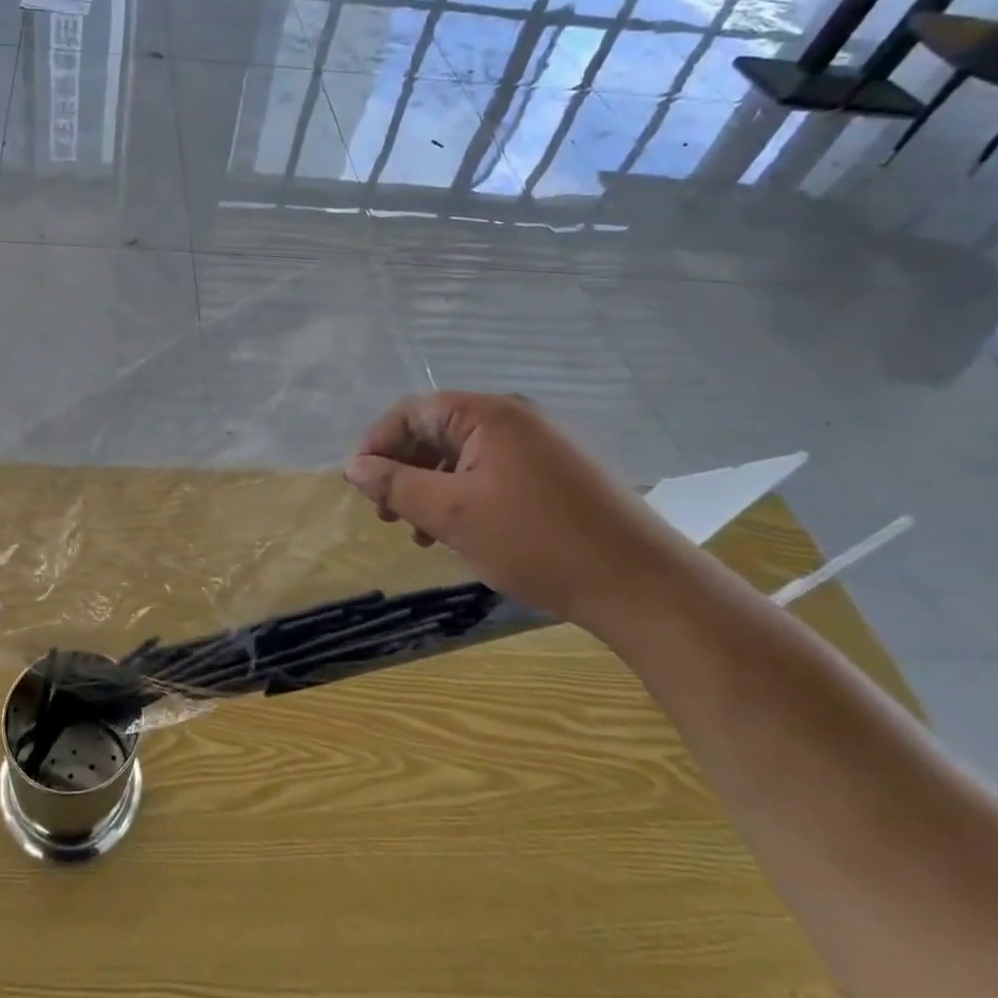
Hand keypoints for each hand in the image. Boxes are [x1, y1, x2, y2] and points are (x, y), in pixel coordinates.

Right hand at [344, 392, 696, 627]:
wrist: (642, 585)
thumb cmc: (536, 541)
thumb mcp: (451, 514)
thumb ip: (395, 486)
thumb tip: (354, 466)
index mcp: (488, 414)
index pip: (412, 411)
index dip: (378, 444)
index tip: (362, 487)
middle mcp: (515, 419)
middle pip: (437, 432)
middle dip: (404, 472)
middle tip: (389, 516)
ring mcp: (541, 446)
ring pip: (464, 457)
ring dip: (432, 490)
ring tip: (421, 534)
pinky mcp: (558, 475)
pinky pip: (493, 474)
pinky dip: (466, 498)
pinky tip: (461, 535)